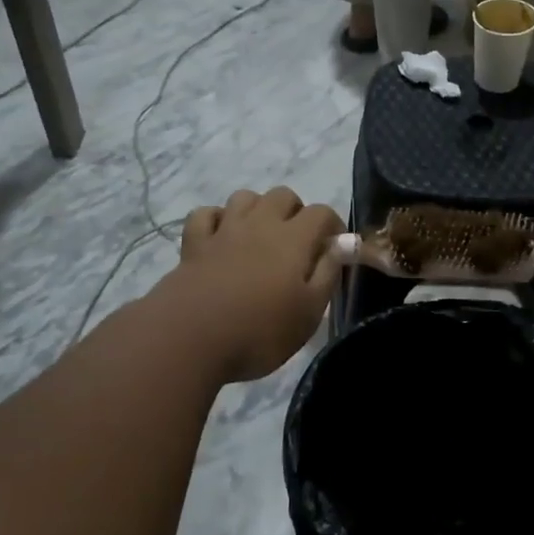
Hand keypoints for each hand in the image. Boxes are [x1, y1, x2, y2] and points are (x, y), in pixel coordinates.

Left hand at [167, 188, 344, 382]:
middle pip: (283, 195)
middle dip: (296, 212)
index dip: (333, 227)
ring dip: (258, 209)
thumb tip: (344, 245)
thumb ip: (329, 273)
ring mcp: (224, 230)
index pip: (322, 213)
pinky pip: (206, 214)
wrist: (189, 338)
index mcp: (294, 239)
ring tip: (261, 238)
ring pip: (245, 197)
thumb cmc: (259, 332)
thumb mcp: (309, 313)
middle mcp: (260, 223)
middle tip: (298, 245)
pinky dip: (216, 220)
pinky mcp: (193, 244)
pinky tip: (221, 238)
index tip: (334, 251)